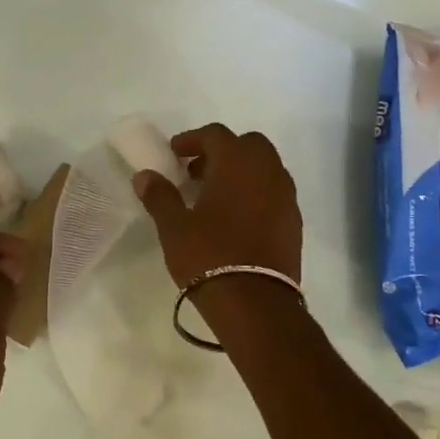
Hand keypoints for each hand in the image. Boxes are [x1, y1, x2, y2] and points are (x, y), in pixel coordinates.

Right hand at [132, 123, 302, 290]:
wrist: (255, 303)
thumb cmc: (209, 256)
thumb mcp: (174, 227)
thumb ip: (159, 196)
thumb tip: (145, 176)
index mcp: (237, 162)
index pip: (215, 134)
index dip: (192, 140)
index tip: (174, 154)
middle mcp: (268, 171)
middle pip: (247, 145)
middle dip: (222, 152)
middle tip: (197, 173)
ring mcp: (286, 196)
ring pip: (265, 168)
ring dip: (241, 172)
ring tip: (214, 196)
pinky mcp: (294, 222)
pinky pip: (274, 193)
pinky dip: (256, 193)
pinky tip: (236, 218)